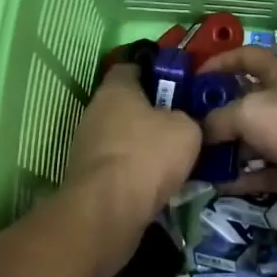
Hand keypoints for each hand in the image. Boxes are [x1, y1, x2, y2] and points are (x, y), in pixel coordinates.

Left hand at [63, 63, 200, 244]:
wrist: (108, 210)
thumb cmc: (148, 155)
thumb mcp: (187, 129)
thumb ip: (188, 117)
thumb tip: (184, 122)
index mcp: (116, 87)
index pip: (134, 66)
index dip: (157, 73)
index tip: (180, 87)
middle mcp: (95, 109)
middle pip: (129, 103)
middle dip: (154, 113)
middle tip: (184, 125)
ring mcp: (88, 143)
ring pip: (124, 135)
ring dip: (145, 144)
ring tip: (176, 158)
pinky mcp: (89, 174)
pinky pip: (119, 163)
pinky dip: (136, 169)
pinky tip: (158, 182)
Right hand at [199, 47, 276, 228]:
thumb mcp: (247, 113)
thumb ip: (217, 119)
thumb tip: (199, 132)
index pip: (247, 56)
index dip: (220, 61)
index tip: (194, 76)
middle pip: (248, 101)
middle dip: (218, 112)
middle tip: (188, 125)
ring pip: (255, 139)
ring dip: (228, 149)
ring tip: (196, 159)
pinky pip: (265, 171)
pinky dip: (243, 178)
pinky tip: (217, 185)